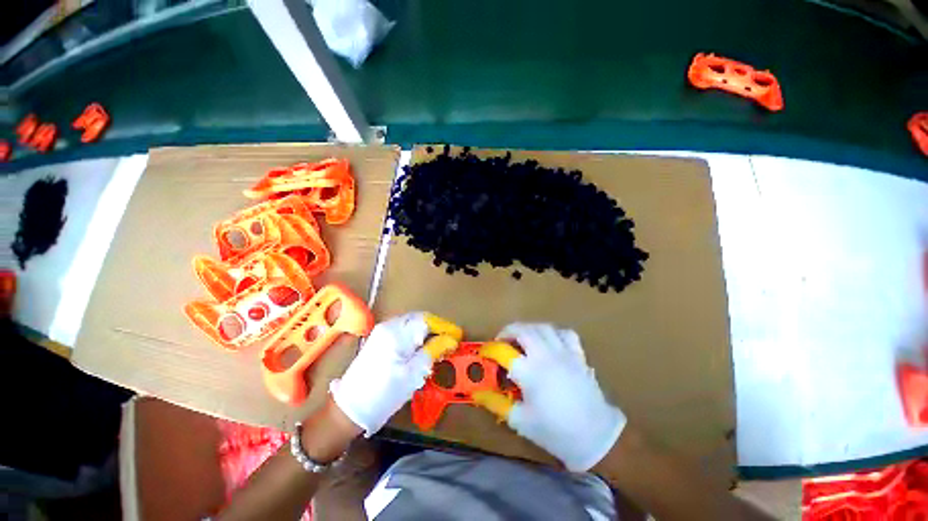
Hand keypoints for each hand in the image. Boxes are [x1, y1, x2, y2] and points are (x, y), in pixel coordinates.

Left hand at [330, 312, 460, 435]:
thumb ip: (433, 351)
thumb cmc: (383, 393)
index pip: (427, 320)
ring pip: (411, 325)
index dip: (444, 327)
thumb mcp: (413, 374)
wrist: (349, 410)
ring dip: (426, 333)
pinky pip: (403, 331)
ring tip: (437, 347)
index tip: (457, 336)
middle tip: (448, 342)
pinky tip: (420, 350)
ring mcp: (381, 332)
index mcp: (396, 331)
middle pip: (419, 319)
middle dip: (436, 328)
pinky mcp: (379, 340)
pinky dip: (415, 337)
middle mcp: (388, 326)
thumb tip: (451, 339)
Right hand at [473, 323, 625, 471]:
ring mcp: (564, 353)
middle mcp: (546, 356)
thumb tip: (478, 395)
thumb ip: (497, 404)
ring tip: (522, 337)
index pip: (504, 352)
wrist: (597, 437)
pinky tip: (550, 340)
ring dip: (528, 328)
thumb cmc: (555, 431)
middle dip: (508, 331)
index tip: (485, 352)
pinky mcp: (578, 355)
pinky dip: (554, 332)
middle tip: (502, 340)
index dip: (490, 349)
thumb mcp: (521, 421)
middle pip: (523, 330)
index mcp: (530, 372)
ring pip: (543, 327)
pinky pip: (566, 333)